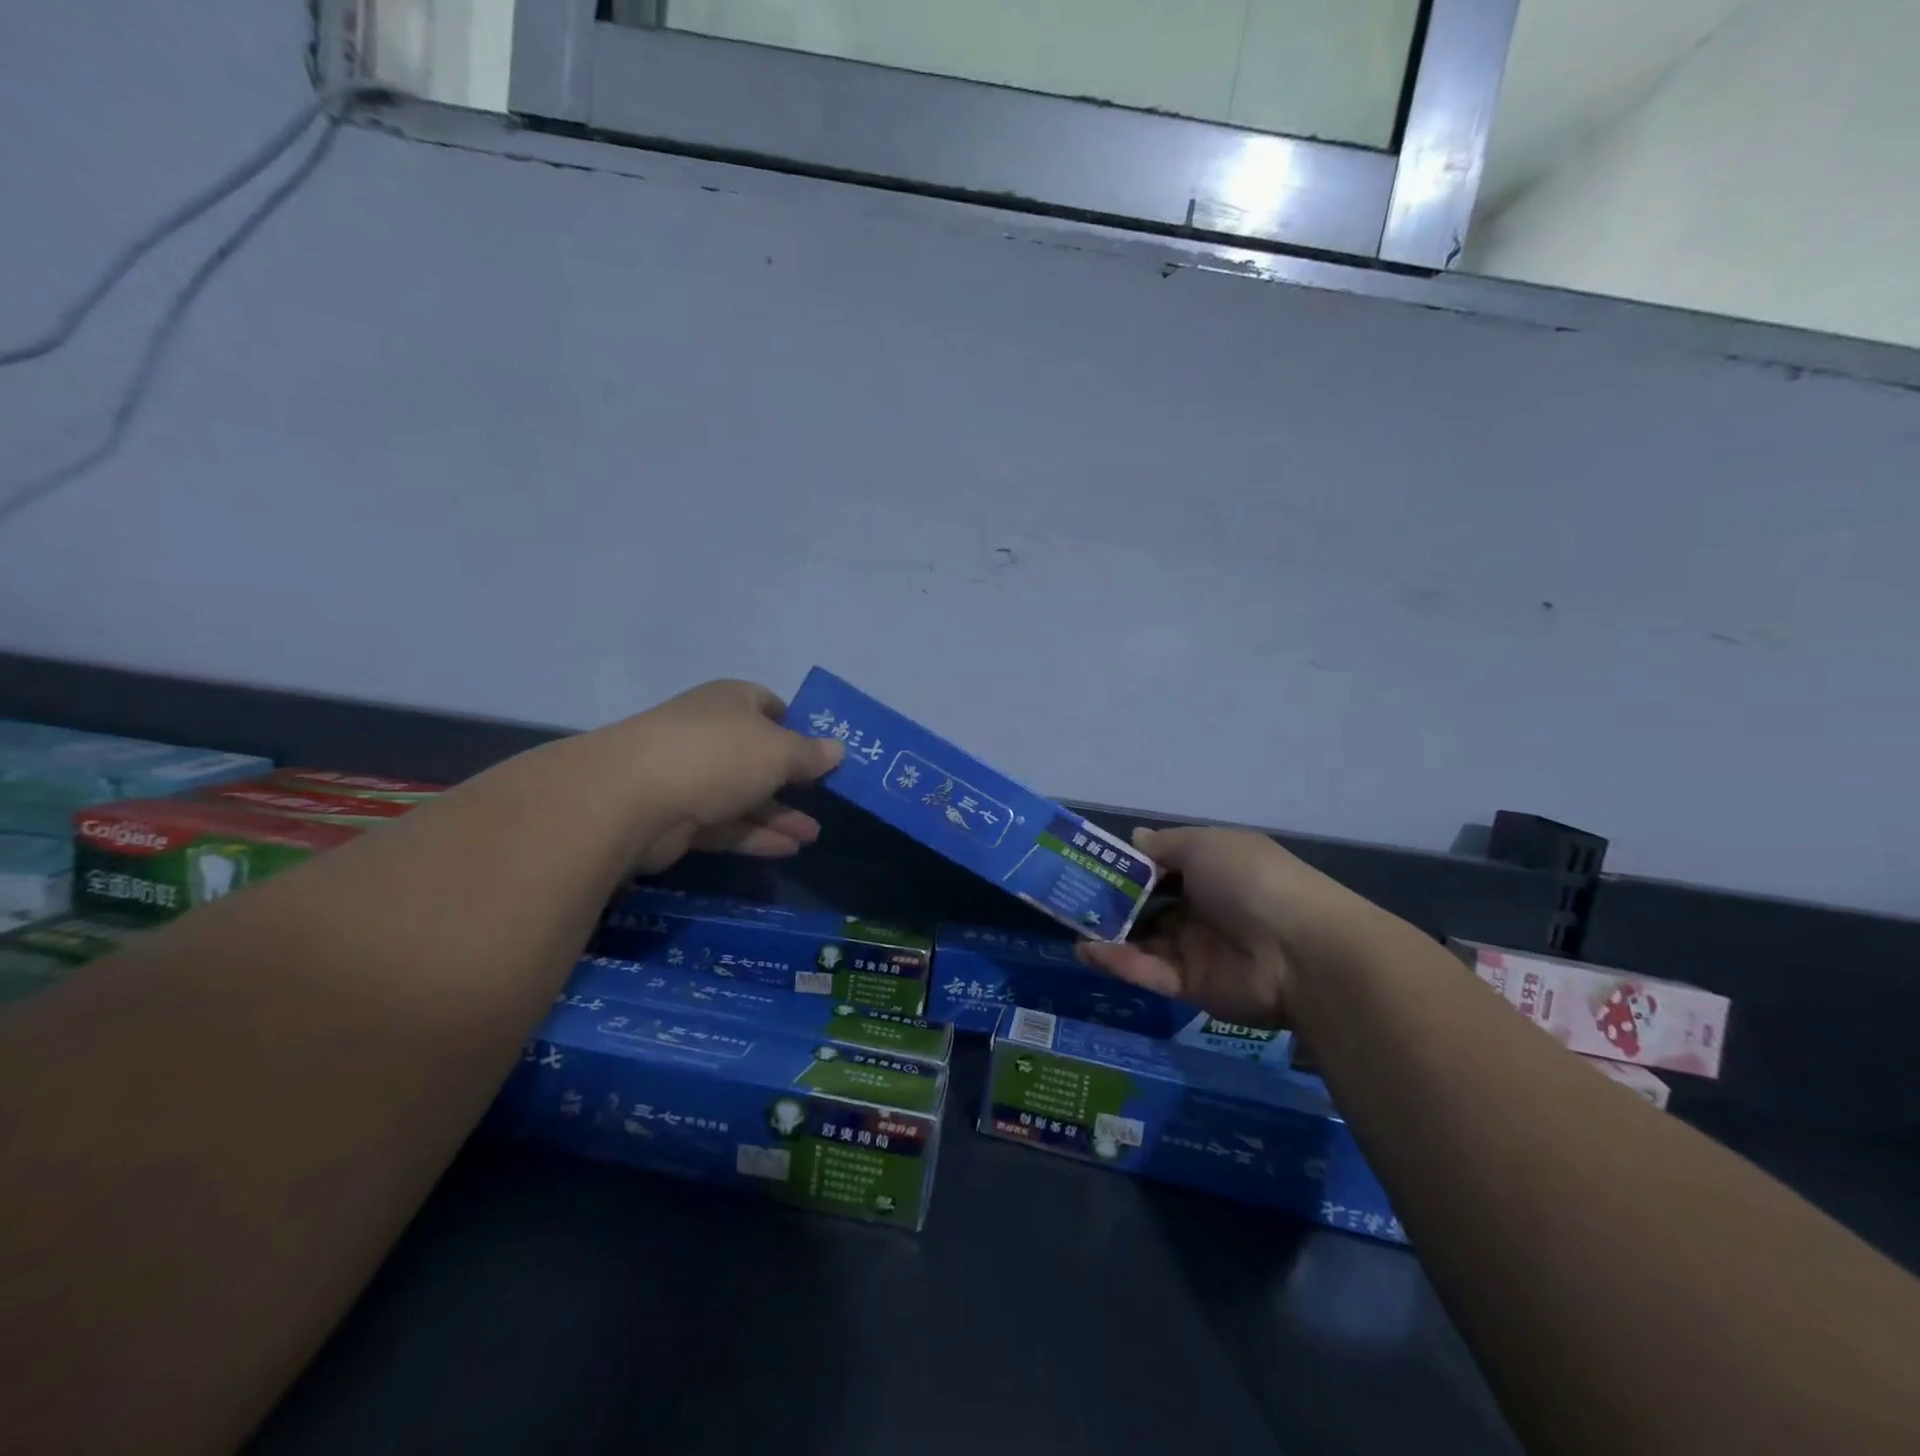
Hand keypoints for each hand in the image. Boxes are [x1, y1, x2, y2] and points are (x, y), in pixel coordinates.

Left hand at [613, 680, 844, 874]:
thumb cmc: (718, 755)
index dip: (798, 726)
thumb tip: (838, 750)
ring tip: (814, 835)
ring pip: (745, 795)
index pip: (769, 705)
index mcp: (732, 702)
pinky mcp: (681, 817)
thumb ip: (810, 754)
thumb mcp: (778, 751)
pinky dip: (757, 835)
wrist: (632, 798)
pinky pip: (728, 824)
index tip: (823, 751)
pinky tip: (790, 849)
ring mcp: (693, 776)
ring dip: (780, 814)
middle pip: (759, 755)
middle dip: (793, 778)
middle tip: (826, 797)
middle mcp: (711, 734)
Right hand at [1076, 827, 1354, 1026]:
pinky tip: (1087, 951)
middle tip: (1070, 898)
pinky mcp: (1192, 986)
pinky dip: (1118, 962)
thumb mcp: (1206, 845)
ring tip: (1070, 927)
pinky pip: (1149, 972)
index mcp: (1211, 871)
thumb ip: (1164, 846)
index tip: (1091, 864)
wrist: (1300, 950)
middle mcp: (1202, 908)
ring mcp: (1196, 949)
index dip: (1128, 866)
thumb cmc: (1250, 880)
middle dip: (1112, 902)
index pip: (1161, 868)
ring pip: (1143, 941)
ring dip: (1108, 934)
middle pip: (1148, 906)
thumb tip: (1134, 837)